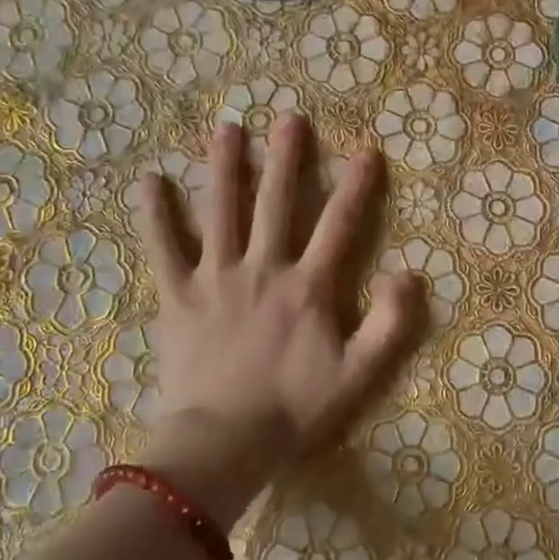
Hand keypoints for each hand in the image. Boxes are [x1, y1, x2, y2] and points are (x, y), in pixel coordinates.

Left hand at [132, 115, 425, 521]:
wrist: (225, 441)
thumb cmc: (295, 409)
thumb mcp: (359, 374)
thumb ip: (390, 324)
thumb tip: (410, 274)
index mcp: (308, 286)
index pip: (339, 225)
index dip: (357, 187)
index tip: (367, 152)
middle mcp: (262, 268)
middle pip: (276, 202)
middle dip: (286, 158)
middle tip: (289, 118)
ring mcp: (215, 277)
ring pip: (220, 210)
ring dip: (224, 167)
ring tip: (227, 128)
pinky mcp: (177, 295)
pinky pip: (163, 248)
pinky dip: (154, 214)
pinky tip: (148, 181)